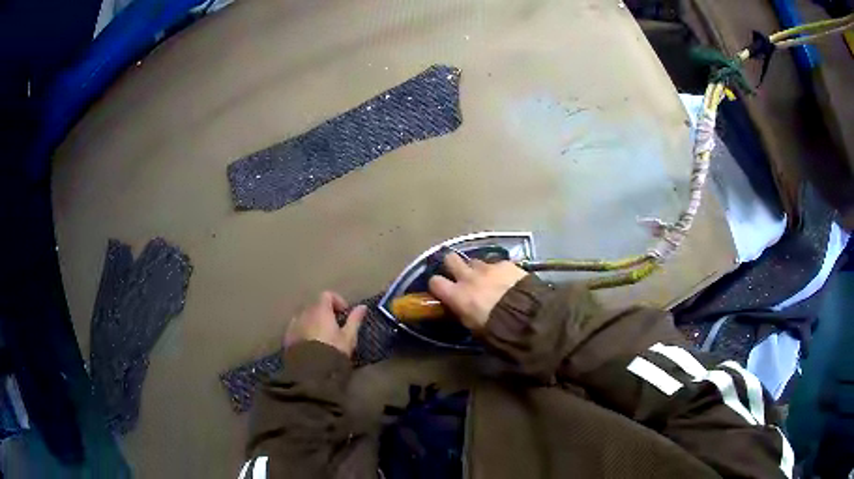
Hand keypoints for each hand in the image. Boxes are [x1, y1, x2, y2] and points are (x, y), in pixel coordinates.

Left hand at [284, 291, 366, 356]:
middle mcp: (304, 313)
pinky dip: (303, 331)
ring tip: (321, 337)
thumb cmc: (333, 351)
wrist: (311, 371)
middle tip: (334, 327)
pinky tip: (310, 345)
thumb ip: (354, 320)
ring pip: (304, 317)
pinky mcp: (287, 337)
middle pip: (315, 306)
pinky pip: (296, 328)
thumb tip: (362, 306)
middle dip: (324, 313)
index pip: (327, 295)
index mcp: (320, 310)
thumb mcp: (349, 337)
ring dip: (313, 322)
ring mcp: (293, 324)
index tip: (344, 314)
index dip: (337, 301)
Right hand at [428, 252, 527, 331]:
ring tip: (487, 279)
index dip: (437, 284)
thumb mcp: (473, 327)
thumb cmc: (495, 329)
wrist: (526, 317)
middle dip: (453, 265)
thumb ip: (463, 313)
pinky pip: (497, 263)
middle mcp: (469, 277)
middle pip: (451, 259)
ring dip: (478, 269)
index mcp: (457, 295)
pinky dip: (499, 270)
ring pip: (475, 261)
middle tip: (460, 274)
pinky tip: (507, 279)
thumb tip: (461, 309)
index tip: (441, 289)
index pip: (435, 282)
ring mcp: (488, 268)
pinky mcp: (506, 264)